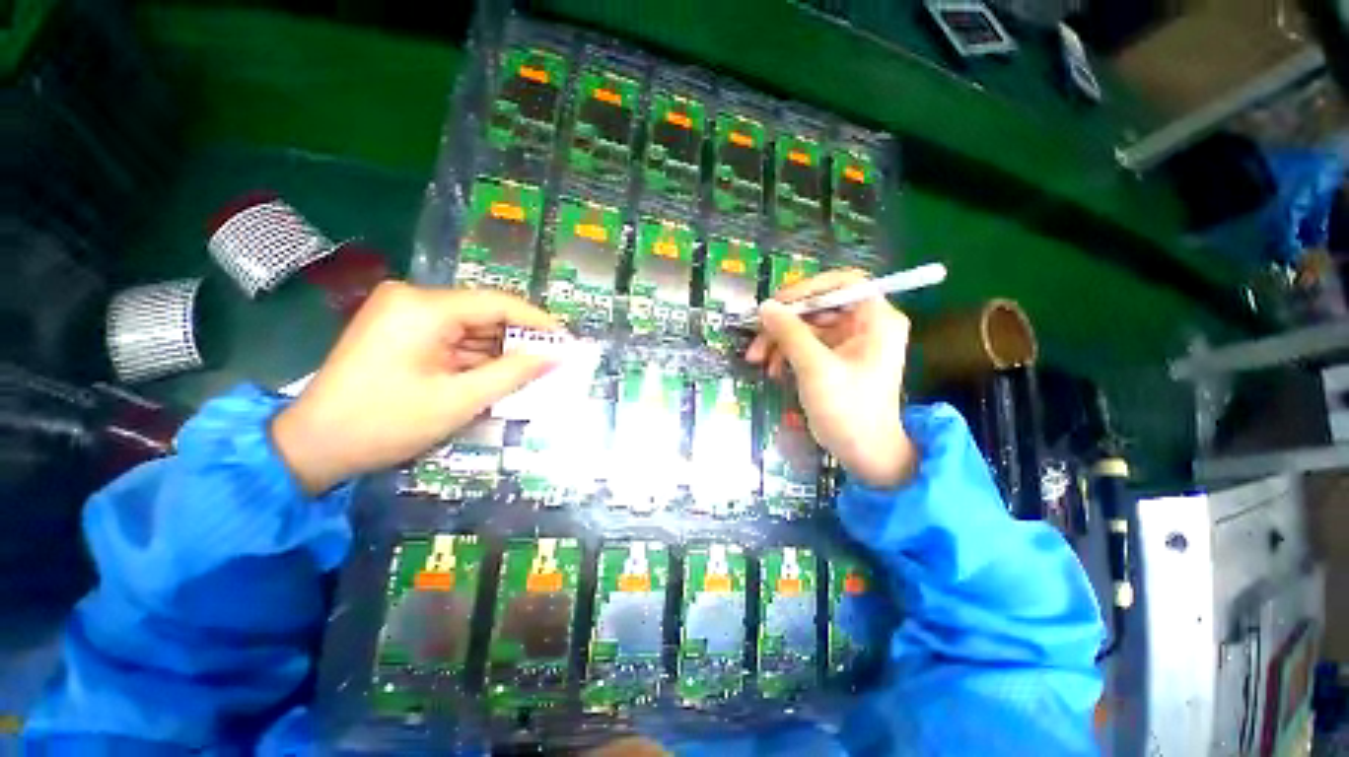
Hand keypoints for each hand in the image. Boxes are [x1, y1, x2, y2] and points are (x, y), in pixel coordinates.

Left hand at [272, 282, 562, 494]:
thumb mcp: (460, 400)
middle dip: (518, 340)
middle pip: (484, 313)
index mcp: (424, 307)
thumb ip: (514, 373)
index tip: (566, 342)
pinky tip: (495, 375)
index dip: (538, 322)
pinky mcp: (399, 328)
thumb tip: (556, 356)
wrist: (313, 445)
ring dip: (498, 351)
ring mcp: (402, 312)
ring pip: (470, 326)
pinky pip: (451, 336)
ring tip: (529, 374)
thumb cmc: (386, 423)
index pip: (498, 303)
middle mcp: (412, 298)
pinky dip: (476, 356)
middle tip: (551, 363)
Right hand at [746, 269, 916, 488]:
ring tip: (757, 360)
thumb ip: (790, 333)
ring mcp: (849, 342)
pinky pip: (806, 344)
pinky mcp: (835, 358)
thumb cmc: (848, 409)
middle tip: (756, 338)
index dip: (809, 288)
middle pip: (819, 306)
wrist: (863, 452)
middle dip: (784, 322)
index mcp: (876, 319)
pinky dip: (786, 354)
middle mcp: (865, 325)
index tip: (778, 303)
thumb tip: (765, 306)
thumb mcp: (816, 368)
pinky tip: (774, 370)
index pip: (844, 282)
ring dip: (779, 340)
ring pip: (807, 326)